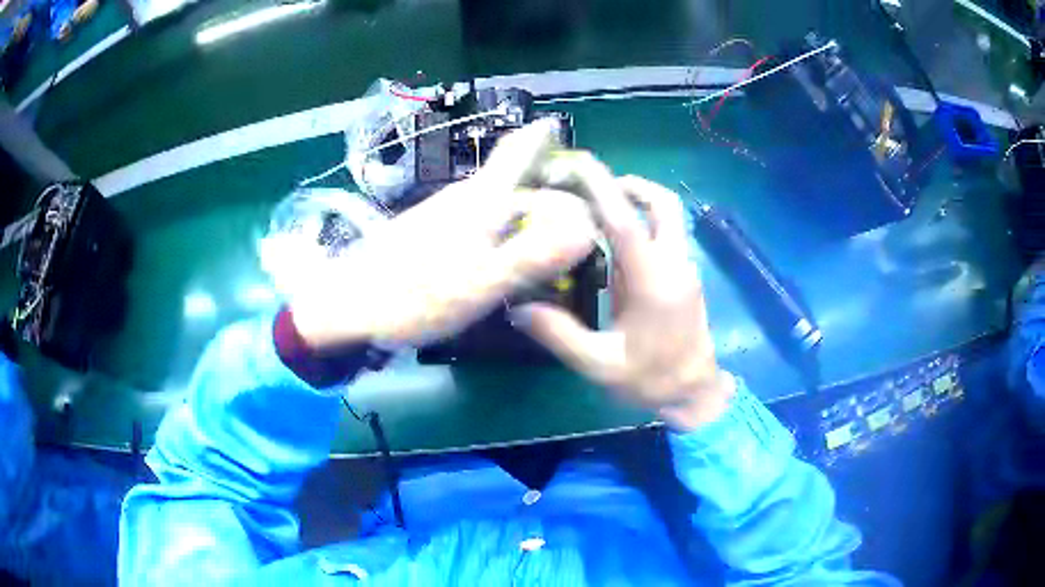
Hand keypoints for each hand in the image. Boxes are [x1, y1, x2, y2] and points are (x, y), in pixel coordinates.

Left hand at [288, 120, 597, 348]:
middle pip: (515, 183)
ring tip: (554, 243)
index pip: (516, 153)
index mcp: (481, 201)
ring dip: (529, 216)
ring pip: (499, 205)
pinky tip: (508, 258)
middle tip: (581, 222)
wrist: (347, 306)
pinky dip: (506, 234)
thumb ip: (531, 257)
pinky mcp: (432, 236)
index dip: (540, 137)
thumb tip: (587, 230)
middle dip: (548, 193)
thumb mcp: (478, 283)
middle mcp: (465, 199)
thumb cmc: (412, 295)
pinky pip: (482, 225)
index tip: (560, 130)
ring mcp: (445, 217)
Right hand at [512, 159, 731, 431]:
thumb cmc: (651, 380)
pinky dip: (641, 223)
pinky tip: (613, 243)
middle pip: (663, 203)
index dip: (600, 188)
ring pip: (668, 216)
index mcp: (653, 282)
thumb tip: (518, 308)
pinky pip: (666, 234)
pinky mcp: (685, 276)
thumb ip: (559, 334)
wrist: (695, 394)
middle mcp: (674, 265)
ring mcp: (684, 269)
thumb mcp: (599, 364)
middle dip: (630, 185)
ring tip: (597, 211)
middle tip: (592, 189)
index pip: (626, 221)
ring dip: (637, 202)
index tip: (576, 165)